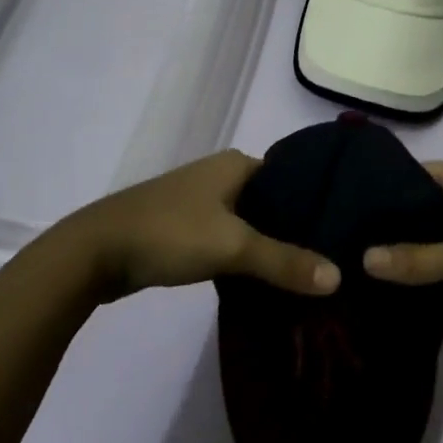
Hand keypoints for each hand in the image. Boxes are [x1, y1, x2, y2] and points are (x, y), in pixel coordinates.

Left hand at [61, 150, 340, 300]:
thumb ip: (284, 261)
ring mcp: (201, 201)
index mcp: (237, 163)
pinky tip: (265, 279)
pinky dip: (247, 255)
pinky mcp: (186, 228)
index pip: (293, 178)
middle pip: (274, 201)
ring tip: (308, 273)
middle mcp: (221, 175)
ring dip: (271, 244)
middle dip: (298, 228)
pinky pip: (229, 238)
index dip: (319, 202)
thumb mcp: (232, 246)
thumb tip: (338, 277)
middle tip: (333, 258)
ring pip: (251, 222)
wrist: (95, 252)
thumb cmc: (169, 233)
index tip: (347, 231)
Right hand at [363, 160, 442, 334]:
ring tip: (369, 262)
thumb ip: (415, 259)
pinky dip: (436, 259)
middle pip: (426, 200)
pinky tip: (408, 277)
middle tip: (350, 242)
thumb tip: (363, 258)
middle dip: (395, 221)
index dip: (383, 190)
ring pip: (441, 226)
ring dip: (416, 243)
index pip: (414, 173)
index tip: (347, 211)